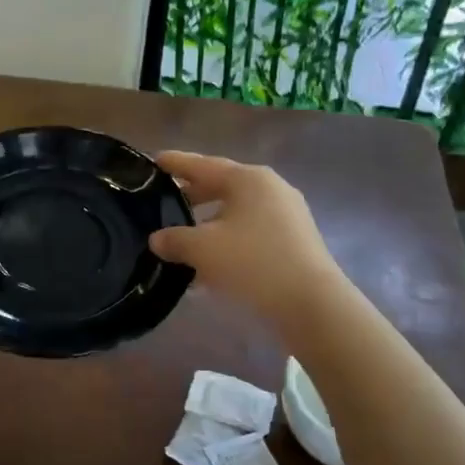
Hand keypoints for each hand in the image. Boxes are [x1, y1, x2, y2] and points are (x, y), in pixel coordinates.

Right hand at [148, 151, 343, 332]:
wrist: (310, 304)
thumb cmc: (252, 263)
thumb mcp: (202, 249)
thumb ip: (174, 239)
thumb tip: (157, 239)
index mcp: (248, 179)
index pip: (202, 165)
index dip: (176, 163)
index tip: (153, 160)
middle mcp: (270, 188)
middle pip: (221, 185)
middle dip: (191, 194)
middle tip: (162, 200)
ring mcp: (287, 214)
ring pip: (236, 211)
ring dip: (208, 221)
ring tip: (182, 235)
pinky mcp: (294, 240)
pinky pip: (250, 231)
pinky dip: (227, 239)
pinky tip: (209, 261)